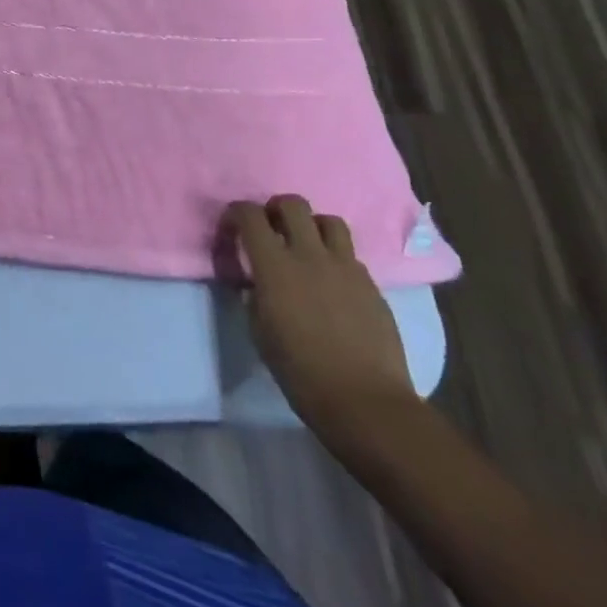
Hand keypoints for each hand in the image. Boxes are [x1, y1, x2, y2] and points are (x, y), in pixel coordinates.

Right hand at [223, 195, 417, 440]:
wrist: (365, 402)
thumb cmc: (301, 371)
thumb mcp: (259, 330)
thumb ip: (255, 294)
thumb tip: (257, 280)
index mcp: (275, 265)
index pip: (250, 214)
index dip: (237, 213)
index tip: (233, 228)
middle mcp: (310, 255)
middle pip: (293, 204)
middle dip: (277, 209)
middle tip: (272, 229)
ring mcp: (346, 268)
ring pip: (330, 221)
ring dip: (313, 228)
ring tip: (308, 248)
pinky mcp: (373, 286)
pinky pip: (351, 256)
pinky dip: (337, 260)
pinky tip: (333, 284)